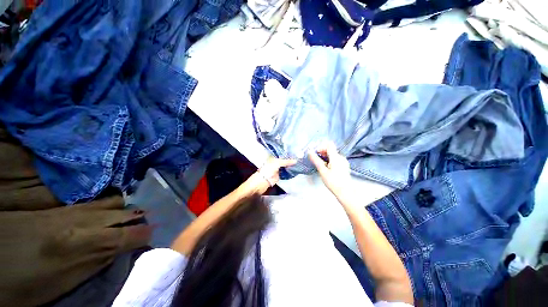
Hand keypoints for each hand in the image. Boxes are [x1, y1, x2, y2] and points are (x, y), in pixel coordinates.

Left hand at [241, 157, 296, 195]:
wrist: (262, 181)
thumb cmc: (268, 169)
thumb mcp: (277, 163)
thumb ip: (286, 162)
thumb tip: (296, 161)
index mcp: (274, 158)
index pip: (282, 155)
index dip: (288, 154)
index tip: (296, 153)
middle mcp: (276, 163)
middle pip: (284, 161)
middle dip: (290, 161)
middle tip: (300, 158)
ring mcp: (277, 170)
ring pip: (285, 167)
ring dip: (291, 167)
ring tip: (300, 164)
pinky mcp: (279, 176)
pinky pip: (285, 173)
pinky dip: (290, 172)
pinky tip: (296, 170)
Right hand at [308, 142, 350, 195]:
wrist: (345, 192)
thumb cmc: (333, 182)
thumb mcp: (322, 171)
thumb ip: (316, 160)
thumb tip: (309, 152)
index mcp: (336, 157)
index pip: (329, 145)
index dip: (321, 147)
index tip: (316, 153)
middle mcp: (341, 157)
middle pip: (331, 149)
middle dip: (322, 153)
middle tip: (316, 160)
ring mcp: (343, 161)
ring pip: (333, 155)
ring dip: (325, 157)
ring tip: (321, 165)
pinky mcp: (344, 166)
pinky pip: (335, 159)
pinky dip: (329, 161)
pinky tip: (327, 168)